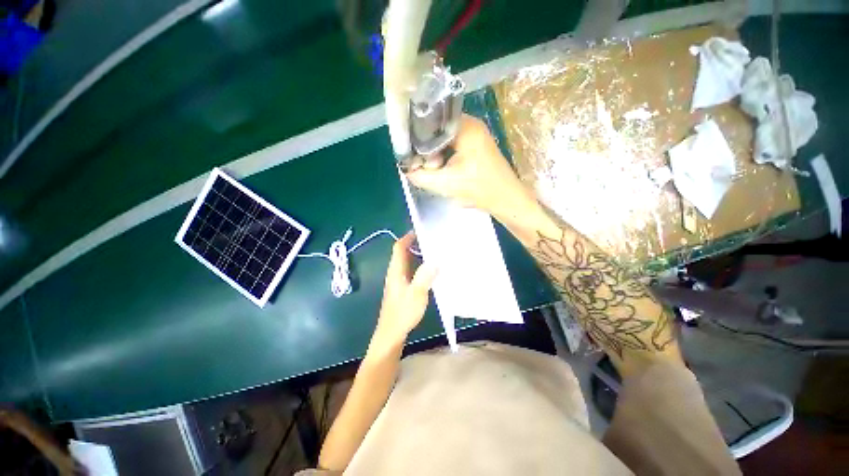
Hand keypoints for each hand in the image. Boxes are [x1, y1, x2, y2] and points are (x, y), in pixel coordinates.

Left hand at [373, 232, 436, 348]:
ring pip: (406, 263)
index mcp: (396, 271)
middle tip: (429, 240)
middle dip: (413, 244)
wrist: (392, 334)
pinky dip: (417, 267)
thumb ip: (425, 277)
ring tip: (432, 252)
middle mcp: (394, 274)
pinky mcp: (401, 290)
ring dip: (416, 255)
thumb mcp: (416, 294)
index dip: (407, 238)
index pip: (398, 248)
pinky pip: (409, 272)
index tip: (419, 231)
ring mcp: (397, 283)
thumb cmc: (403, 313)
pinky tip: (428, 272)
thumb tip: (434, 260)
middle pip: (401, 254)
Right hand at [406, 115, 530, 219]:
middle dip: (427, 147)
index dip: (417, 137)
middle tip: (423, 165)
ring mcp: (475, 134)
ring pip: (445, 138)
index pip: (431, 122)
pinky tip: (443, 168)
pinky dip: (445, 155)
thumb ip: (420, 175)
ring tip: (433, 168)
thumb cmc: (478, 189)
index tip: (411, 154)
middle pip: (438, 129)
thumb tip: (407, 168)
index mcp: (465, 127)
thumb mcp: (444, 184)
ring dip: (436, 153)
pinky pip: (453, 144)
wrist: (505, 199)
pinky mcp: (477, 145)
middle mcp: (471, 124)